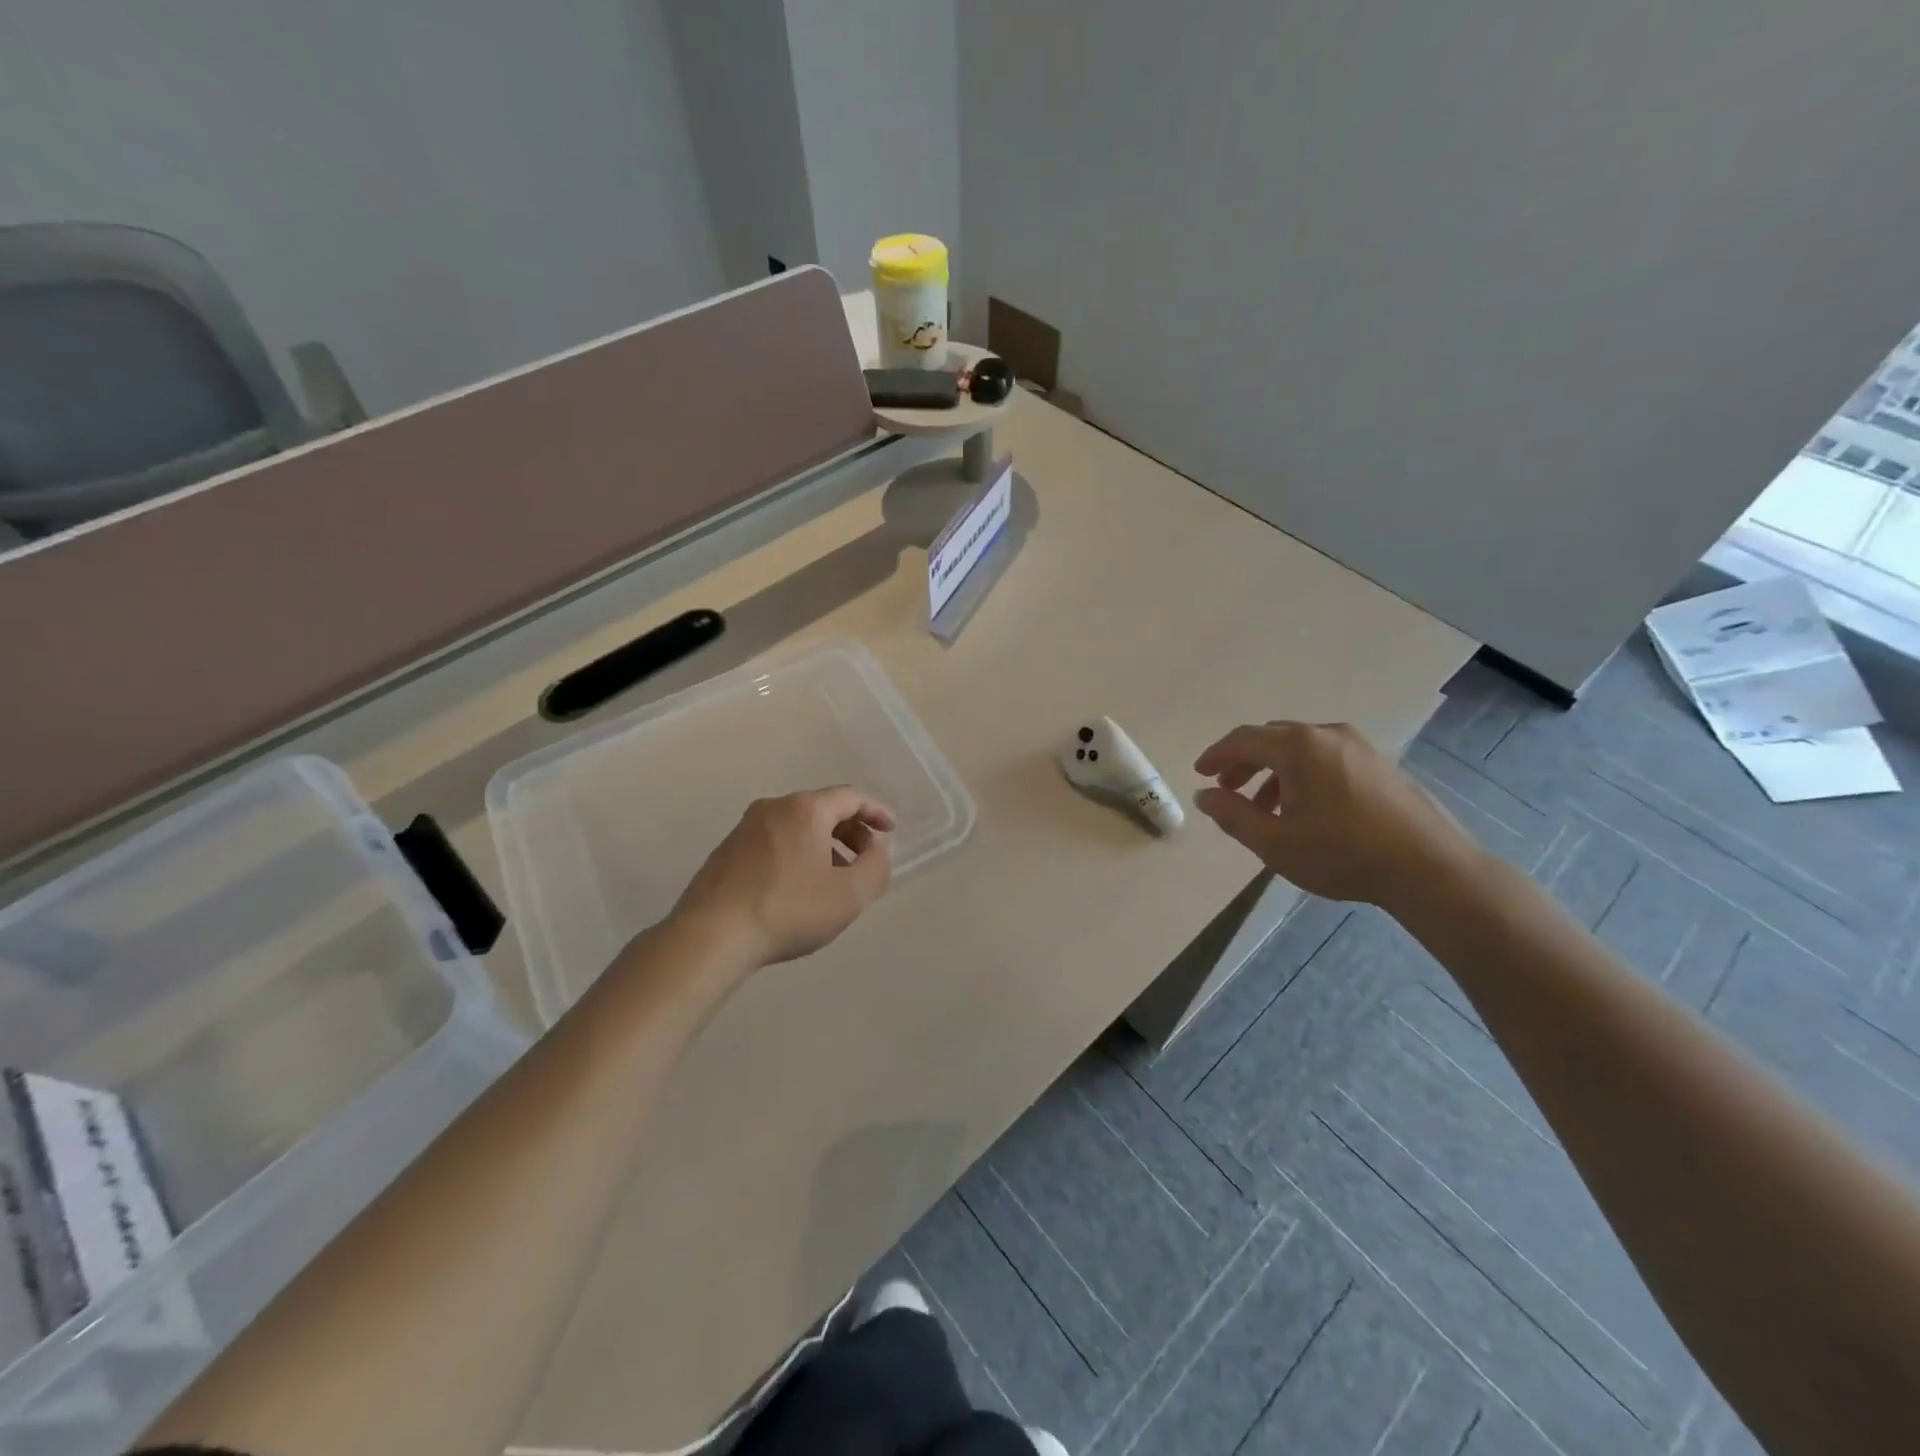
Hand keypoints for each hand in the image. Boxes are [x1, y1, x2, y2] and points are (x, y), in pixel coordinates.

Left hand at [670, 787, 895, 966]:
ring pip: (796, 826)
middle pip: (822, 809)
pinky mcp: (726, 851)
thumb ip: (875, 867)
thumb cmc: (788, 910)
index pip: (850, 797)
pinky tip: (797, 888)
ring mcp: (745, 828)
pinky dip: (796, 854)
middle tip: (865, 860)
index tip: (891, 830)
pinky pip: (774, 842)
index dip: (875, 812)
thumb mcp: (850, 895)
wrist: (711, 936)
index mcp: (805, 809)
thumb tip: (876, 849)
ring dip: (823, 845)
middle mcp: (773, 807)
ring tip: (833, 879)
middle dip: (850, 831)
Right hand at [1192, 722, 1483, 907]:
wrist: (1431, 868)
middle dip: (1245, 763)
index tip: (1199, 773)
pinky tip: (1306, 810)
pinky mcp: (1381, 764)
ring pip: (1301, 749)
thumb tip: (1205, 795)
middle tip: (1228, 790)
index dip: (1216, 755)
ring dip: (1274, 772)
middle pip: (1272, 739)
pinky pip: (1327, 758)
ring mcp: (1360, 746)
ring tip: (1266, 809)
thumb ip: (1232, 815)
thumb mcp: (1274, 842)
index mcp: (1298, 747)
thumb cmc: (1343, 854)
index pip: (1243, 739)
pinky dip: (1303, 775)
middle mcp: (1328, 735)